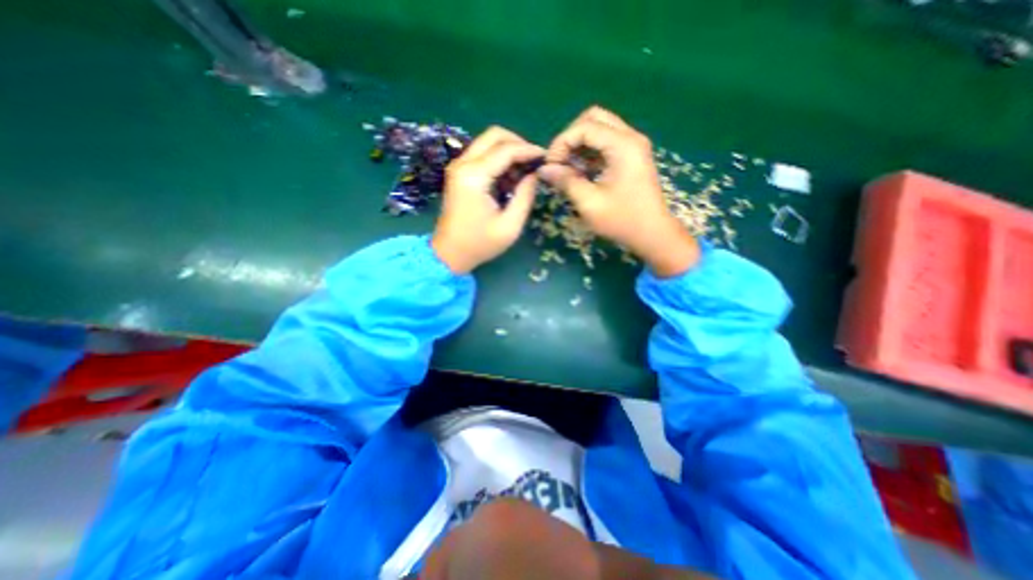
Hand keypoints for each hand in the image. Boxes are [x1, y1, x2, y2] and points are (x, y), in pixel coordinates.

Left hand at [432, 125, 544, 274]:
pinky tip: (509, 177)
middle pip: (494, 135)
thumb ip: (525, 196)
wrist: (449, 253)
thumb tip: (534, 174)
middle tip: (533, 162)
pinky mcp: (458, 172)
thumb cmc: (480, 244)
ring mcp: (458, 166)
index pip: (506, 150)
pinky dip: (498, 158)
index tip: (546, 157)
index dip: (529, 150)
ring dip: (508, 150)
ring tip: (524, 172)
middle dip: (518, 143)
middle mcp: (462, 164)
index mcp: (474, 177)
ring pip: (487, 141)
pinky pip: (481, 154)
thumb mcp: (510, 226)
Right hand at [538, 106, 696, 278]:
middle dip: (570, 137)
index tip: (550, 166)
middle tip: (560, 162)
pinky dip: (590, 151)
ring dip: (579, 144)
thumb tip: (544, 169)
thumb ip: (565, 182)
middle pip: (593, 118)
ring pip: (600, 128)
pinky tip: (581, 171)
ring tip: (568, 168)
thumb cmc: (622, 220)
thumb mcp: (589, 203)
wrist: (652, 234)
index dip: (561, 143)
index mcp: (623, 145)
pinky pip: (606, 142)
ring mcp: (633, 145)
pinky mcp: (632, 156)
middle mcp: (630, 137)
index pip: (584, 127)